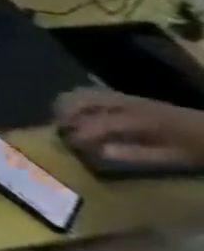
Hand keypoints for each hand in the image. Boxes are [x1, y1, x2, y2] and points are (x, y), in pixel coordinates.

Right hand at [57, 89, 203, 167]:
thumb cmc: (197, 148)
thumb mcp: (175, 157)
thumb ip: (137, 154)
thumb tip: (100, 152)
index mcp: (140, 119)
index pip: (98, 123)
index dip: (79, 134)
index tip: (69, 146)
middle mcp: (127, 103)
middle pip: (80, 99)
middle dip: (64, 114)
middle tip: (61, 132)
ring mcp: (125, 98)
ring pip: (81, 93)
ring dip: (66, 106)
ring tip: (65, 123)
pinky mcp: (126, 98)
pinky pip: (91, 94)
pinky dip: (77, 102)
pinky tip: (80, 116)